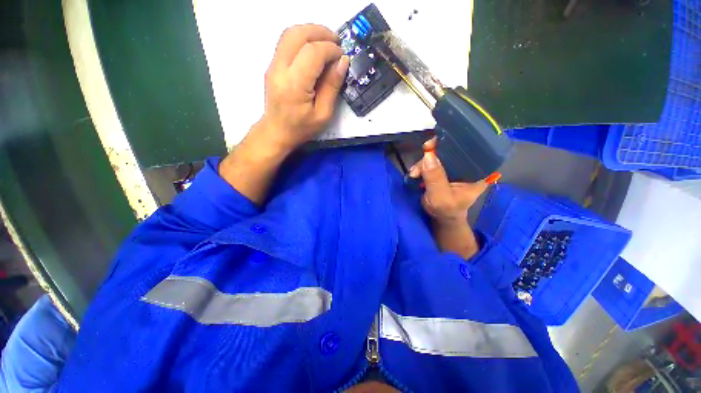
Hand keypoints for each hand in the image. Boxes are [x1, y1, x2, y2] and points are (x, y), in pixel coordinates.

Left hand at [257, 24, 349, 153]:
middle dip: (320, 32)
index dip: (330, 49)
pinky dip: (303, 39)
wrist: (276, 131)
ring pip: (290, 33)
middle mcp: (280, 69)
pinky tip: (314, 49)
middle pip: (298, 34)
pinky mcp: (272, 65)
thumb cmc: (301, 128)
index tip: (342, 56)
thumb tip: (343, 62)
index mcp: (294, 85)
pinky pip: (286, 42)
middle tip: (337, 42)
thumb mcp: (323, 114)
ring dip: (311, 32)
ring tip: (327, 42)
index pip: (313, 53)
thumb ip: (332, 87)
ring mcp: (273, 65)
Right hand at [409, 138, 489, 224]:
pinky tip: (415, 173)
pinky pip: (431, 161)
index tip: (436, 143)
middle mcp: (467, 166)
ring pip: (438, 156)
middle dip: (433, 153)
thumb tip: (428, 156)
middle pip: (450, 150)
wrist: (441, 217)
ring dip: (423, 163)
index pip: (470, 149)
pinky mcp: (442, 170)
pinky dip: (421, 166)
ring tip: (414, 174)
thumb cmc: (446, 210)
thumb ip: (435, 178)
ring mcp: (453, 167)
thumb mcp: (441, 197)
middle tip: (421, 158)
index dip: (454, 143)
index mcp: (477, 172)